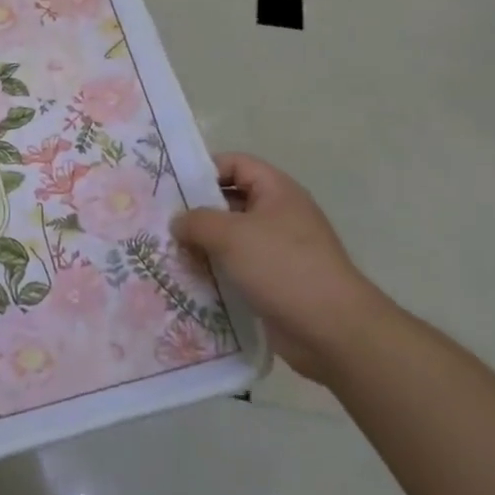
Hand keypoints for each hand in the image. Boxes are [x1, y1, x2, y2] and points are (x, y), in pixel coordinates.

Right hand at [172, 153, 390, 383]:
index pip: (236, 164)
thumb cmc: (282, 267)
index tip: (171, 187)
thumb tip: (178, 222)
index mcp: (277, 191)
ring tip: (167, 252)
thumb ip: (197, 221)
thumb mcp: (231, 235)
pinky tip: (188, 280)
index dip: (204, 170)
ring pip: (231, 239)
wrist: (333, 330)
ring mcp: (278, 250)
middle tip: (161, 222)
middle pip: (230, 201)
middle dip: (196, 212)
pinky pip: (237, 268)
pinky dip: (214, 272)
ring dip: (202, 246)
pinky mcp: (274, 282)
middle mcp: (278, 215)